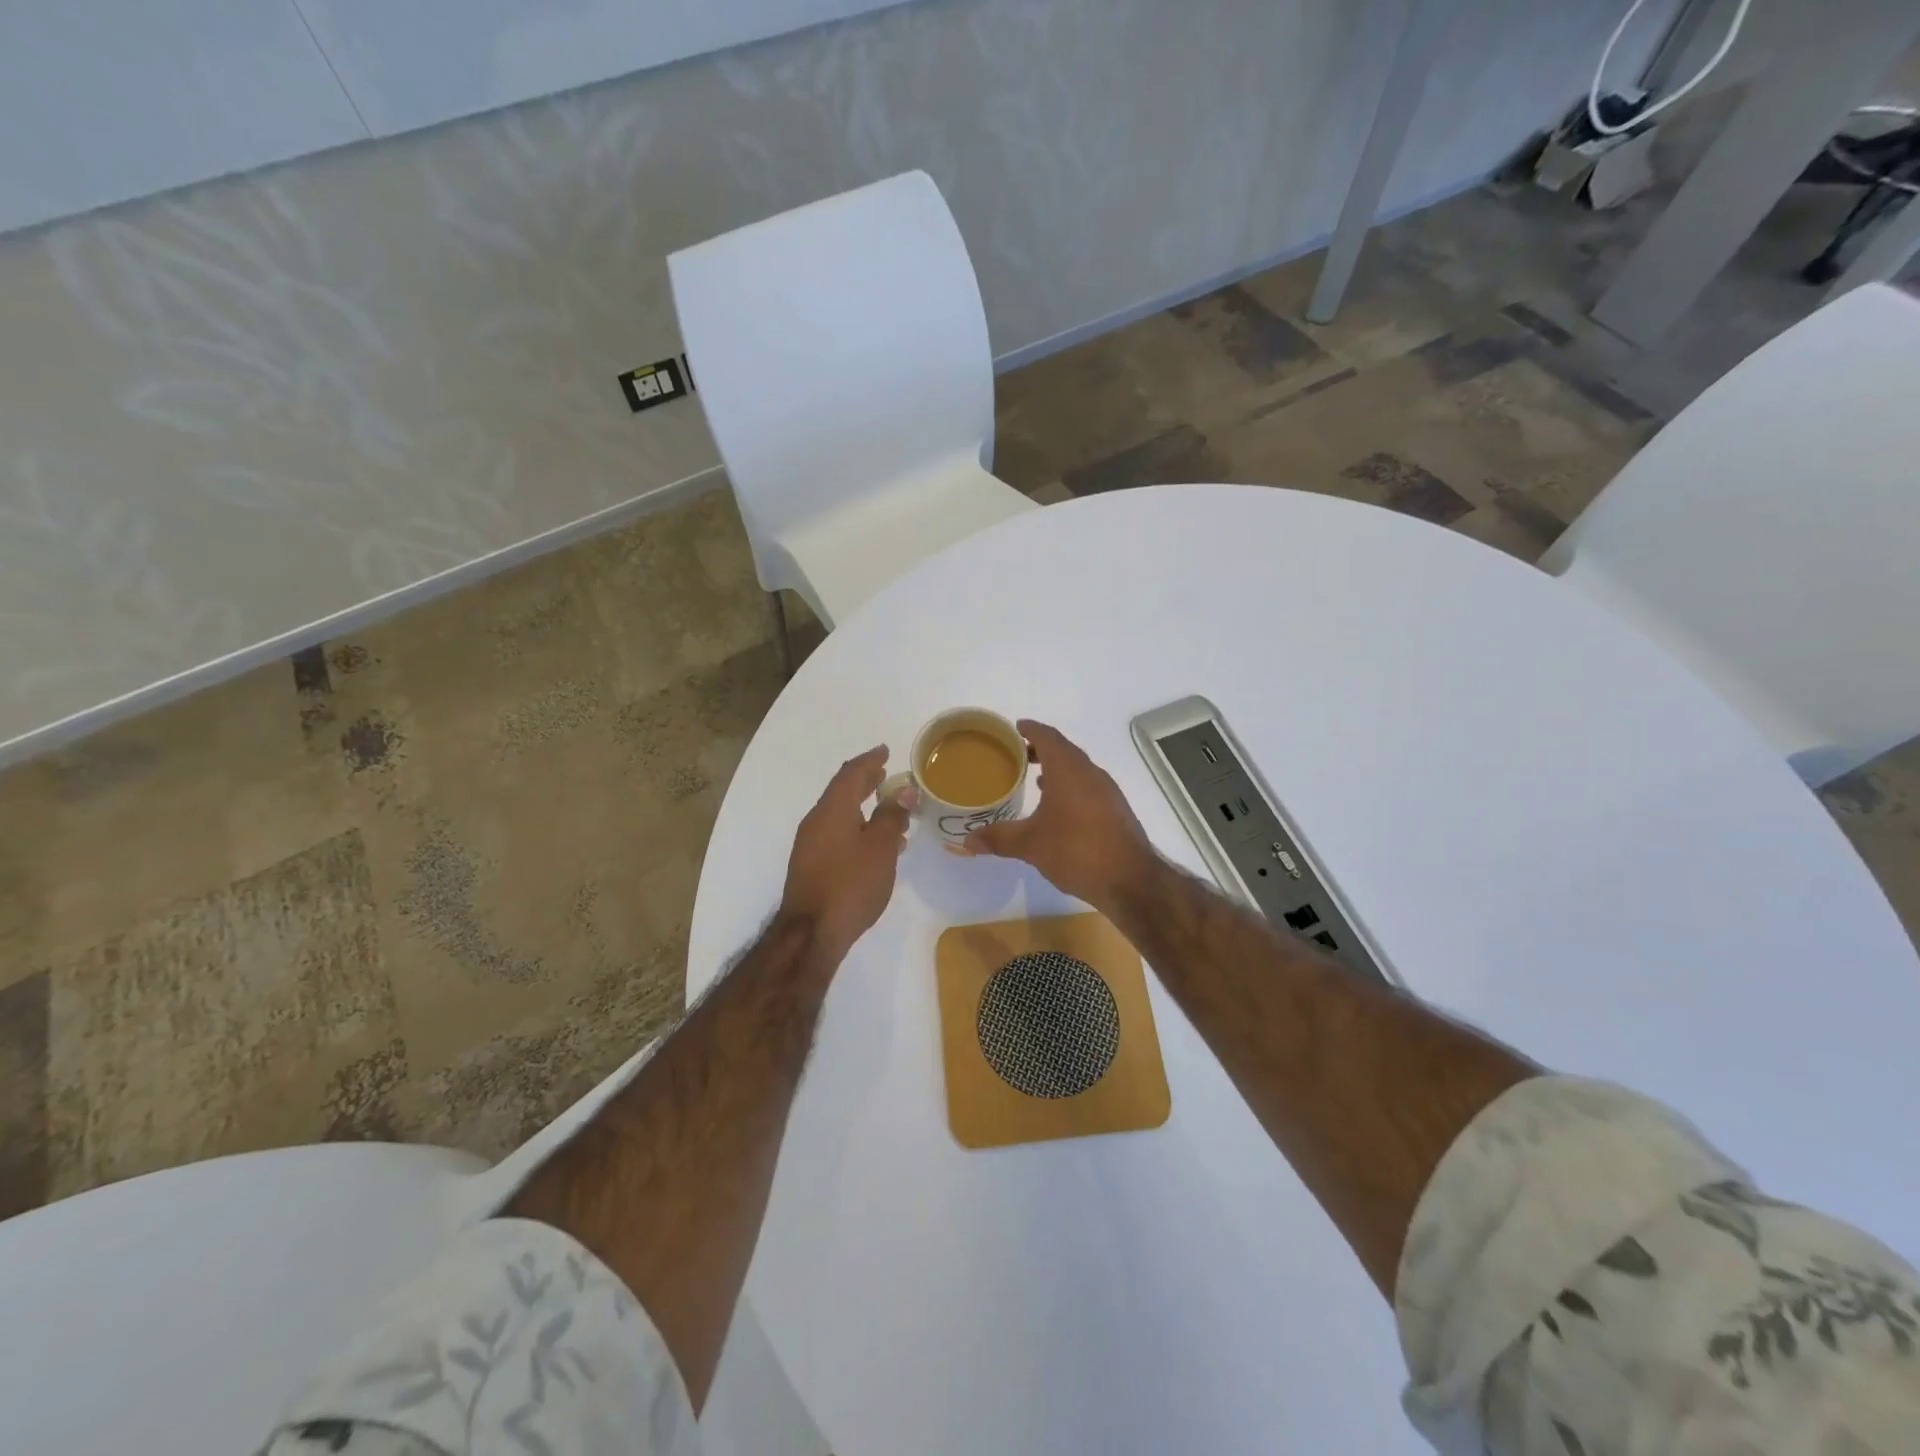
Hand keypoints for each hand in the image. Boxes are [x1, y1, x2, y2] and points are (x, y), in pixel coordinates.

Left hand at [780, 745, 912, 965]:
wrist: (812, 933)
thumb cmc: (851, 884)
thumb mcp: (880, 847)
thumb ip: (892, 816)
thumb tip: (903, 791)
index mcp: (832, 810)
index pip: (851, 773)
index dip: (869, 760)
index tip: (885, 750)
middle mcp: (816, 821)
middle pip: (842, 792)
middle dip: (865, 781)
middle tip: (885, 774)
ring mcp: (811, 845)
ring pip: (841, 816)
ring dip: (864, 808)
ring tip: (890, 810)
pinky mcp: (812, 866)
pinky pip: (837, 835)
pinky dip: (858, 829)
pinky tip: (876, 845)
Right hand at [964, 720, 1157, 909]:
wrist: (1130, 880)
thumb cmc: (1077, 850)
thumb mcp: (1030, 845)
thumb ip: (998, 838)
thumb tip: (966, 842)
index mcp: (1068, 770)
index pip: (1048, 737)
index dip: (1031, 729)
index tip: (1015, 728)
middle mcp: (1090, 773)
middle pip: (1064, 750)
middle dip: (1041, 748)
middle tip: (1017, 754)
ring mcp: (1107, 791)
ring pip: (1078, 769)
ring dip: (1057, 768)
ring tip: (1034, 779)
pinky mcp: (1116, 810)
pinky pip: (1088, 786)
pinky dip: (1070, 786)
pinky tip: (1059, 808)